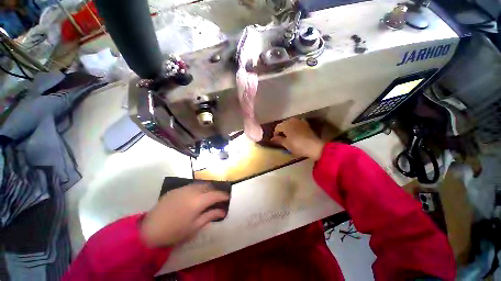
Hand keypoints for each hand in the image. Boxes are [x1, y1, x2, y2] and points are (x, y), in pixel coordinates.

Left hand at [140, 184, 228, 247]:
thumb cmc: (175, 231)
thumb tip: (223, 211)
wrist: (150, 230)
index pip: (216, 195)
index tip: (228, 197)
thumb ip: (210, 216)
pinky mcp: (176, 189)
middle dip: (216, 191)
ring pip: (200, 184)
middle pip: (209, 186)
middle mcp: (192, 190)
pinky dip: (198, 188)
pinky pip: (191, 186)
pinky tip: (195, 196)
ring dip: (207, 188)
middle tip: (218, 198)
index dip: (223, 195)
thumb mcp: (195, 227)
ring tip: (208, 195)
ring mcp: (183, 188)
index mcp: (198, 201)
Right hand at [271, 118, 324, 160]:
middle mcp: (292, 120)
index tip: (276, 140)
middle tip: (282, 138)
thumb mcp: (286, 144)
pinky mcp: (306, 124)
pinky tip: (296, 134)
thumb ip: (278, 140)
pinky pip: (297, 125)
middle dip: (282, 130)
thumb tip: (272, 139)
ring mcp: (300, 121)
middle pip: (283, 124)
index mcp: (285, 125)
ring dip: (288, 129)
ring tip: (289, 136)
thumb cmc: (297, 145)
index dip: (275, 134)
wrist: (314, 146)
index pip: (277, 128)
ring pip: (290, 124)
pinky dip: (295, 128)